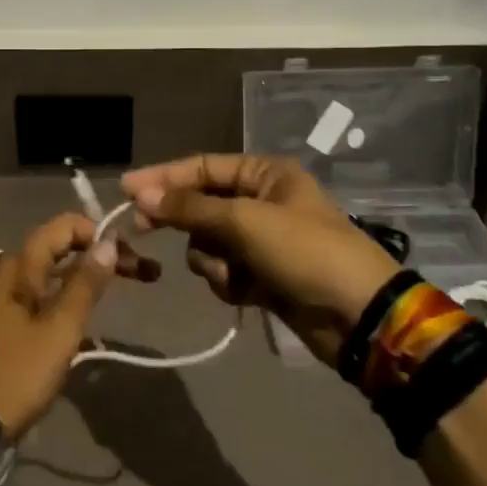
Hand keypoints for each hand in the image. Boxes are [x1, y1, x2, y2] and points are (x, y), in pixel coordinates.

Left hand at [0, 213, 123, 440]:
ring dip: (87, 276)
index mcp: (17, 264)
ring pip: (52, 272)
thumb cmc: (17, 373)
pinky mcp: (3, 320)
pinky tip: (89, 311)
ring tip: (124, 287)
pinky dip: (68, 295)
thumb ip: (85, 284)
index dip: (99, 233)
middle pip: (59, 247)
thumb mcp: (59, 329)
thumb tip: (108, 242)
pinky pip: (42, 294)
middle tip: (142, 273)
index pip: (63, 226)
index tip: (131, 256)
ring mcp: (2, 295)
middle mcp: (7, 270)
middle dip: (100, 254)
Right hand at [121, 154, 400, 367]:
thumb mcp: (243, 221)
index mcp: (265, 174)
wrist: (360, 318)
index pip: (202, 167)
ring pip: (208, 242)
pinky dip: (228, 280)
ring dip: (211, 259)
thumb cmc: (304, 252)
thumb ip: (189, 207)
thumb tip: (140, 192)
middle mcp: (262, 201)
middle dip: (183, 221)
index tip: (126, 189)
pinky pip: (224, 269)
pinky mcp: (264, 276)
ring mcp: (263, 241)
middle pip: (201, 205)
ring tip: (232, 272)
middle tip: (142, 228)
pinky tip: (247, 292)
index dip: (163, 177)